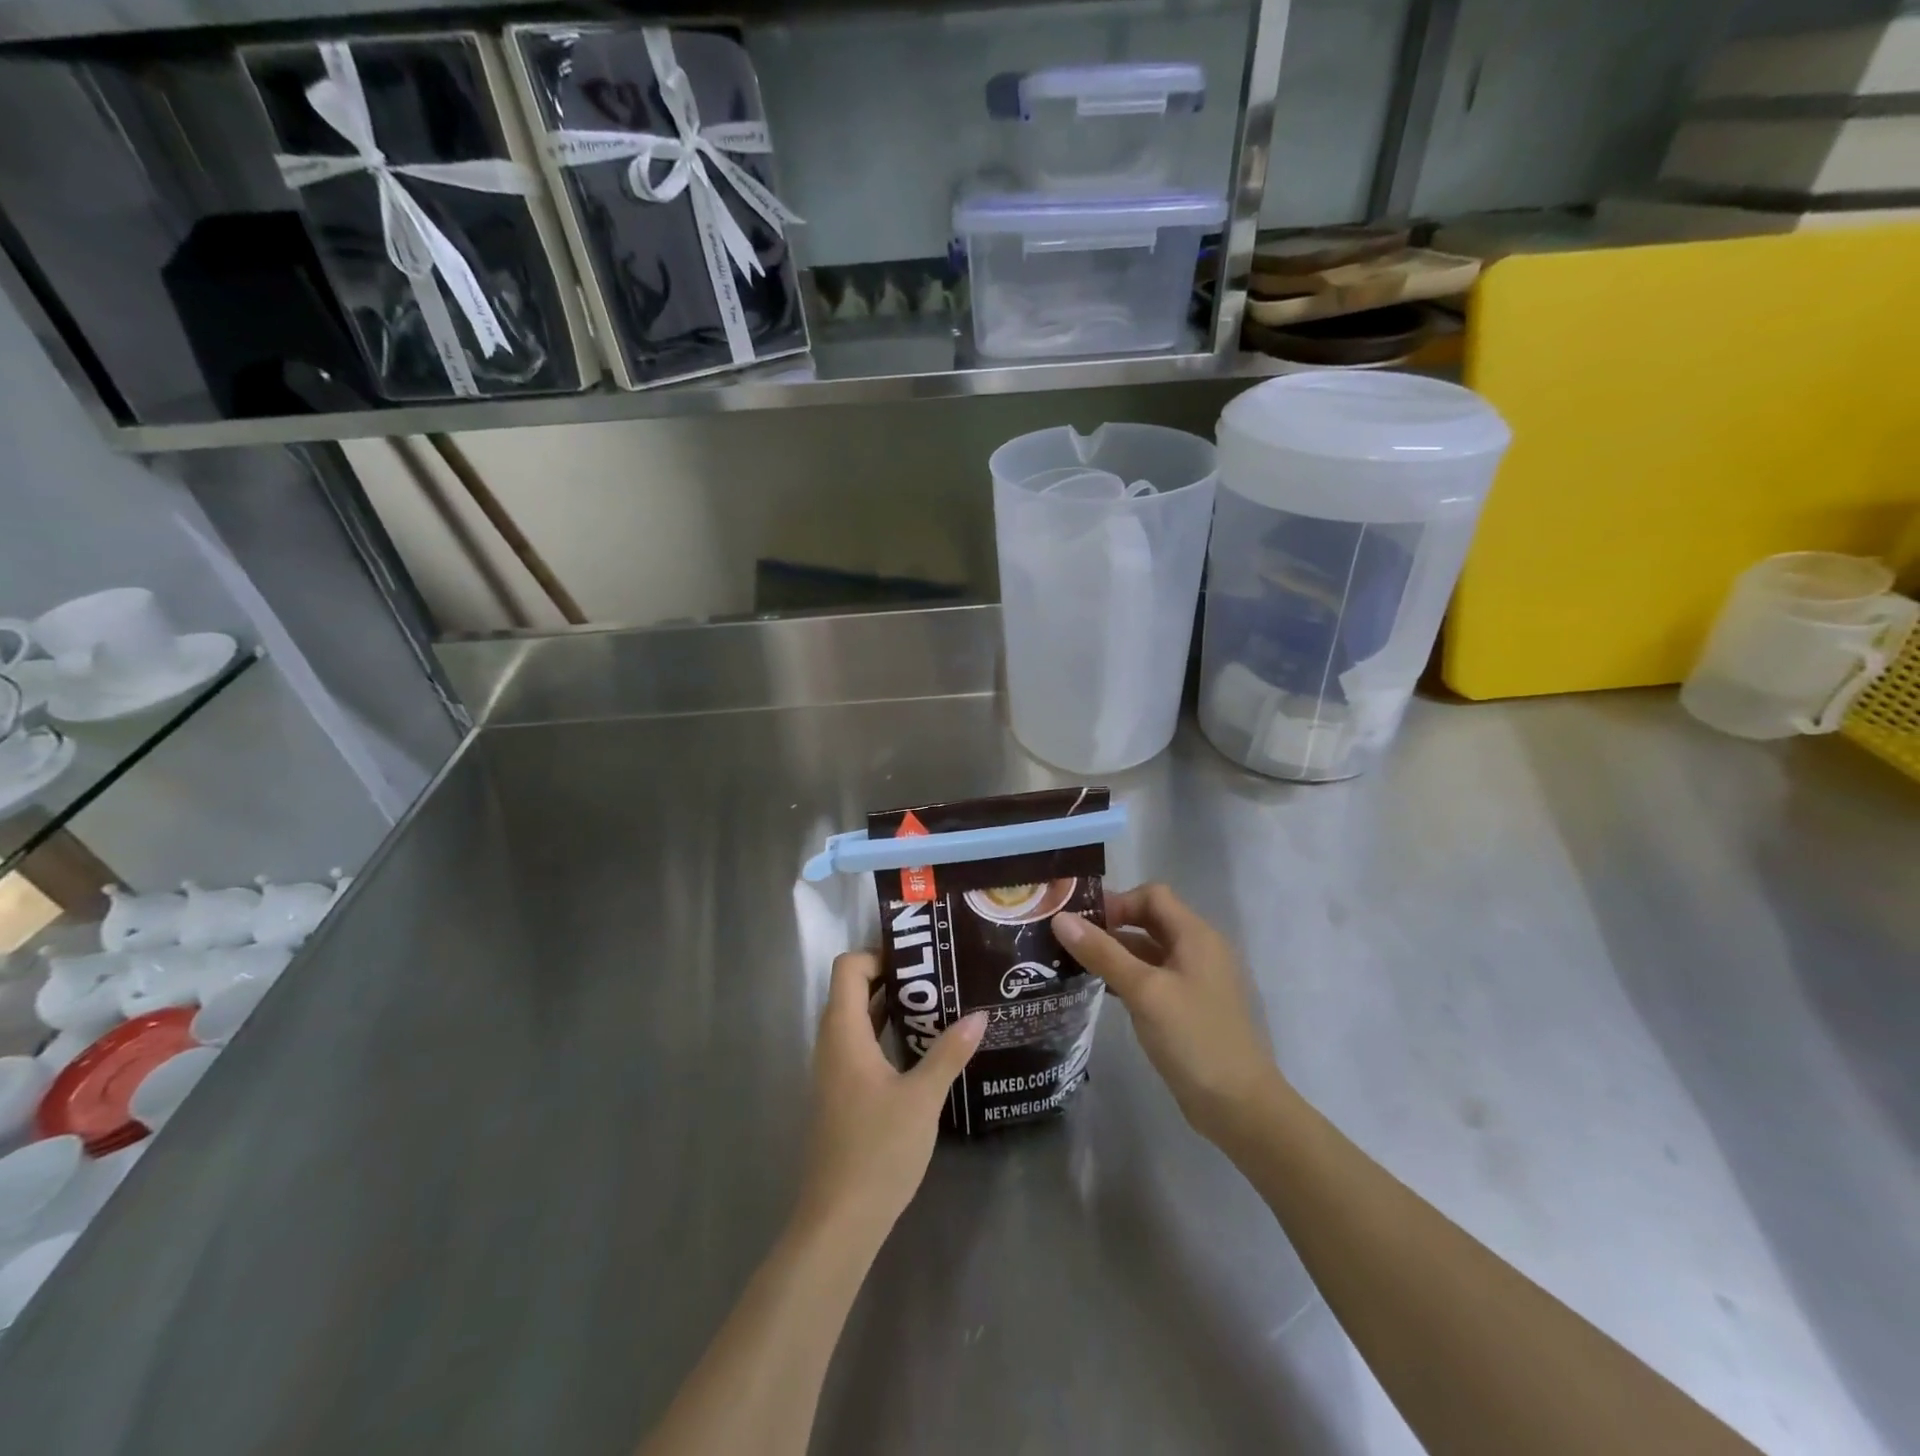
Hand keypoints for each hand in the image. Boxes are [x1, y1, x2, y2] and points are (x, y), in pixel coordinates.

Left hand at [796, 951, 985, 1244]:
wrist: (840, 1220)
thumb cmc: (877, 1150)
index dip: (878, 954)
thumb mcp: (922, 1098)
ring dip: (891, 1007)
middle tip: (938, 976)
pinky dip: (886, 1034)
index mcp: (843, 1034)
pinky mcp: (842, 1094)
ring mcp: (834, 1071)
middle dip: (892, 977)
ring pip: (857, 1020)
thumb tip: (979, 1015)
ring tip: (938, 1004)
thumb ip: (949, 1053)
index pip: (848, 969)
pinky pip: (861, 1046)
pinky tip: (921, 1048)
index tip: (919, 958)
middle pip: (852, 990)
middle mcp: (832, 1044)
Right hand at [1053, 884, 1283, 1143]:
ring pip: (1149, 951)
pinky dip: (1127, 976)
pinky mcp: (1188, 1007)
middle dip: (1111, 925)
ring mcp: (1195, 980)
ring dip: (1115, 952)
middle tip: (1069, 939)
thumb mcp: (1144, 991)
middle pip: (1150, 920)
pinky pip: (1153, 978)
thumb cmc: (1194, 1039)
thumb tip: (1061, 918)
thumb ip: (1103, 953)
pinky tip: (1099, 990)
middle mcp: (1198, 950)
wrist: (1240, 1107)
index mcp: (1196, 935)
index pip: (1152, 896)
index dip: (1117, 902)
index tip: (1082, 922)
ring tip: (1073, 963)